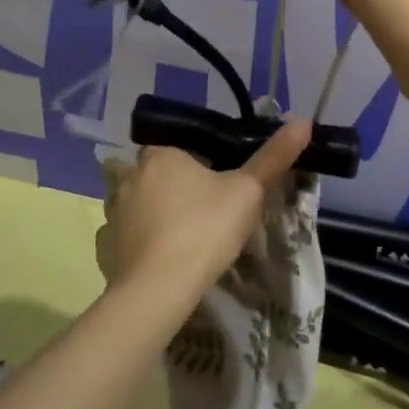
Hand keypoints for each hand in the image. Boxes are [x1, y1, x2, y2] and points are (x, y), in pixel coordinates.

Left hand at [95, 120, 312, 305]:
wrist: (160, 288)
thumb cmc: (206, 229)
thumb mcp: (248, 192)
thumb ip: (273, 157)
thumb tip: (303, 120)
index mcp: (161, 156)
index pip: (171, 146)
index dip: (188, 161)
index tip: (207, 181)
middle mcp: (129, 178)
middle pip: (144, 172)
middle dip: (159, 184)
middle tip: (190, 206)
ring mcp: (112, 214)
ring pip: (126, 203)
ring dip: (142, 212)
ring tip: (170, 233)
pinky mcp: (104, 249)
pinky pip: (118, 237)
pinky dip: (131, 244)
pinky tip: (151, 258)